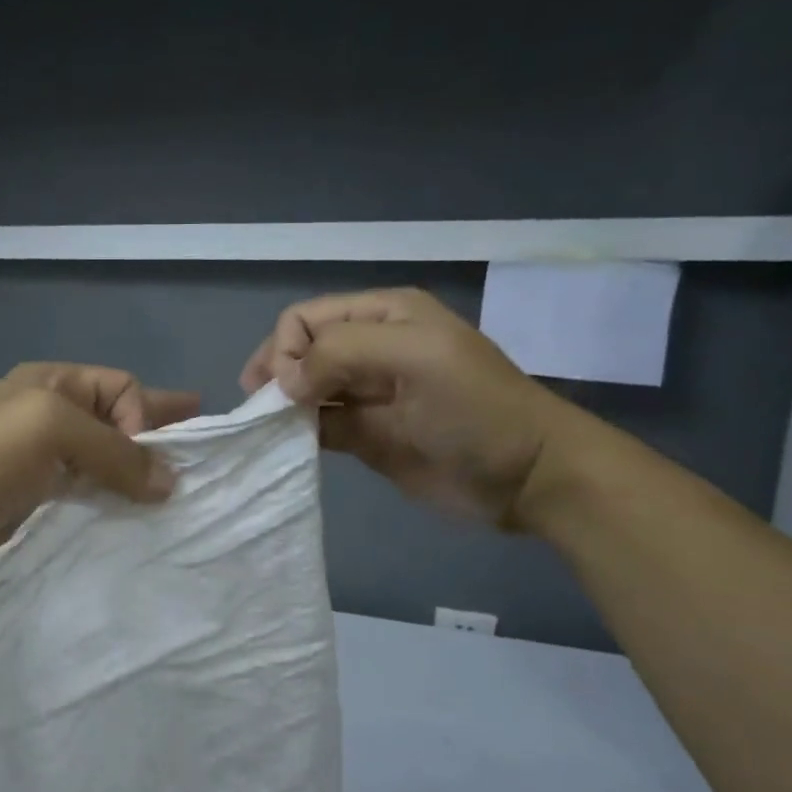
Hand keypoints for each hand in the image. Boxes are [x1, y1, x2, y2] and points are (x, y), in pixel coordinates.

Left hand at [0, 363, 201, 573]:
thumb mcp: (54, 430)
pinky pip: (89, 491)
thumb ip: (116, 452)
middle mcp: (51, 414)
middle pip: (117, 419)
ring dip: (136, 472)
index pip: (121, 387)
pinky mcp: (37, 496)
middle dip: (156, 434)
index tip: (152, 453)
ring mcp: (43, 457)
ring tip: (174, 493)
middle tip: (200, 453)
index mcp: (55, 383)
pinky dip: (112, 498)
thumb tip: (169, 481)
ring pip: (105, 458)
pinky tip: (133, 514)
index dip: (145, 413)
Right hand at [240, 288, 571, 526]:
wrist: (526, 476)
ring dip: (280, 405)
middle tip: (265, 408)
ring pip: (302, 389)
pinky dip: (295, 432)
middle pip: (298, 350)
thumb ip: (342, 352)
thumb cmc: (475, 408)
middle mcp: (369, 348)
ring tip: (267, 428)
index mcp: (383, 314)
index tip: (288, 389)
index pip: (306, 317)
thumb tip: (284, 382)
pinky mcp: (364, 435)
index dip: (286, 348)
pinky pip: (316, 426)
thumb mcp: (416, 357)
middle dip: (276, 373)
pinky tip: (284, 444)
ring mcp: (365, 394)